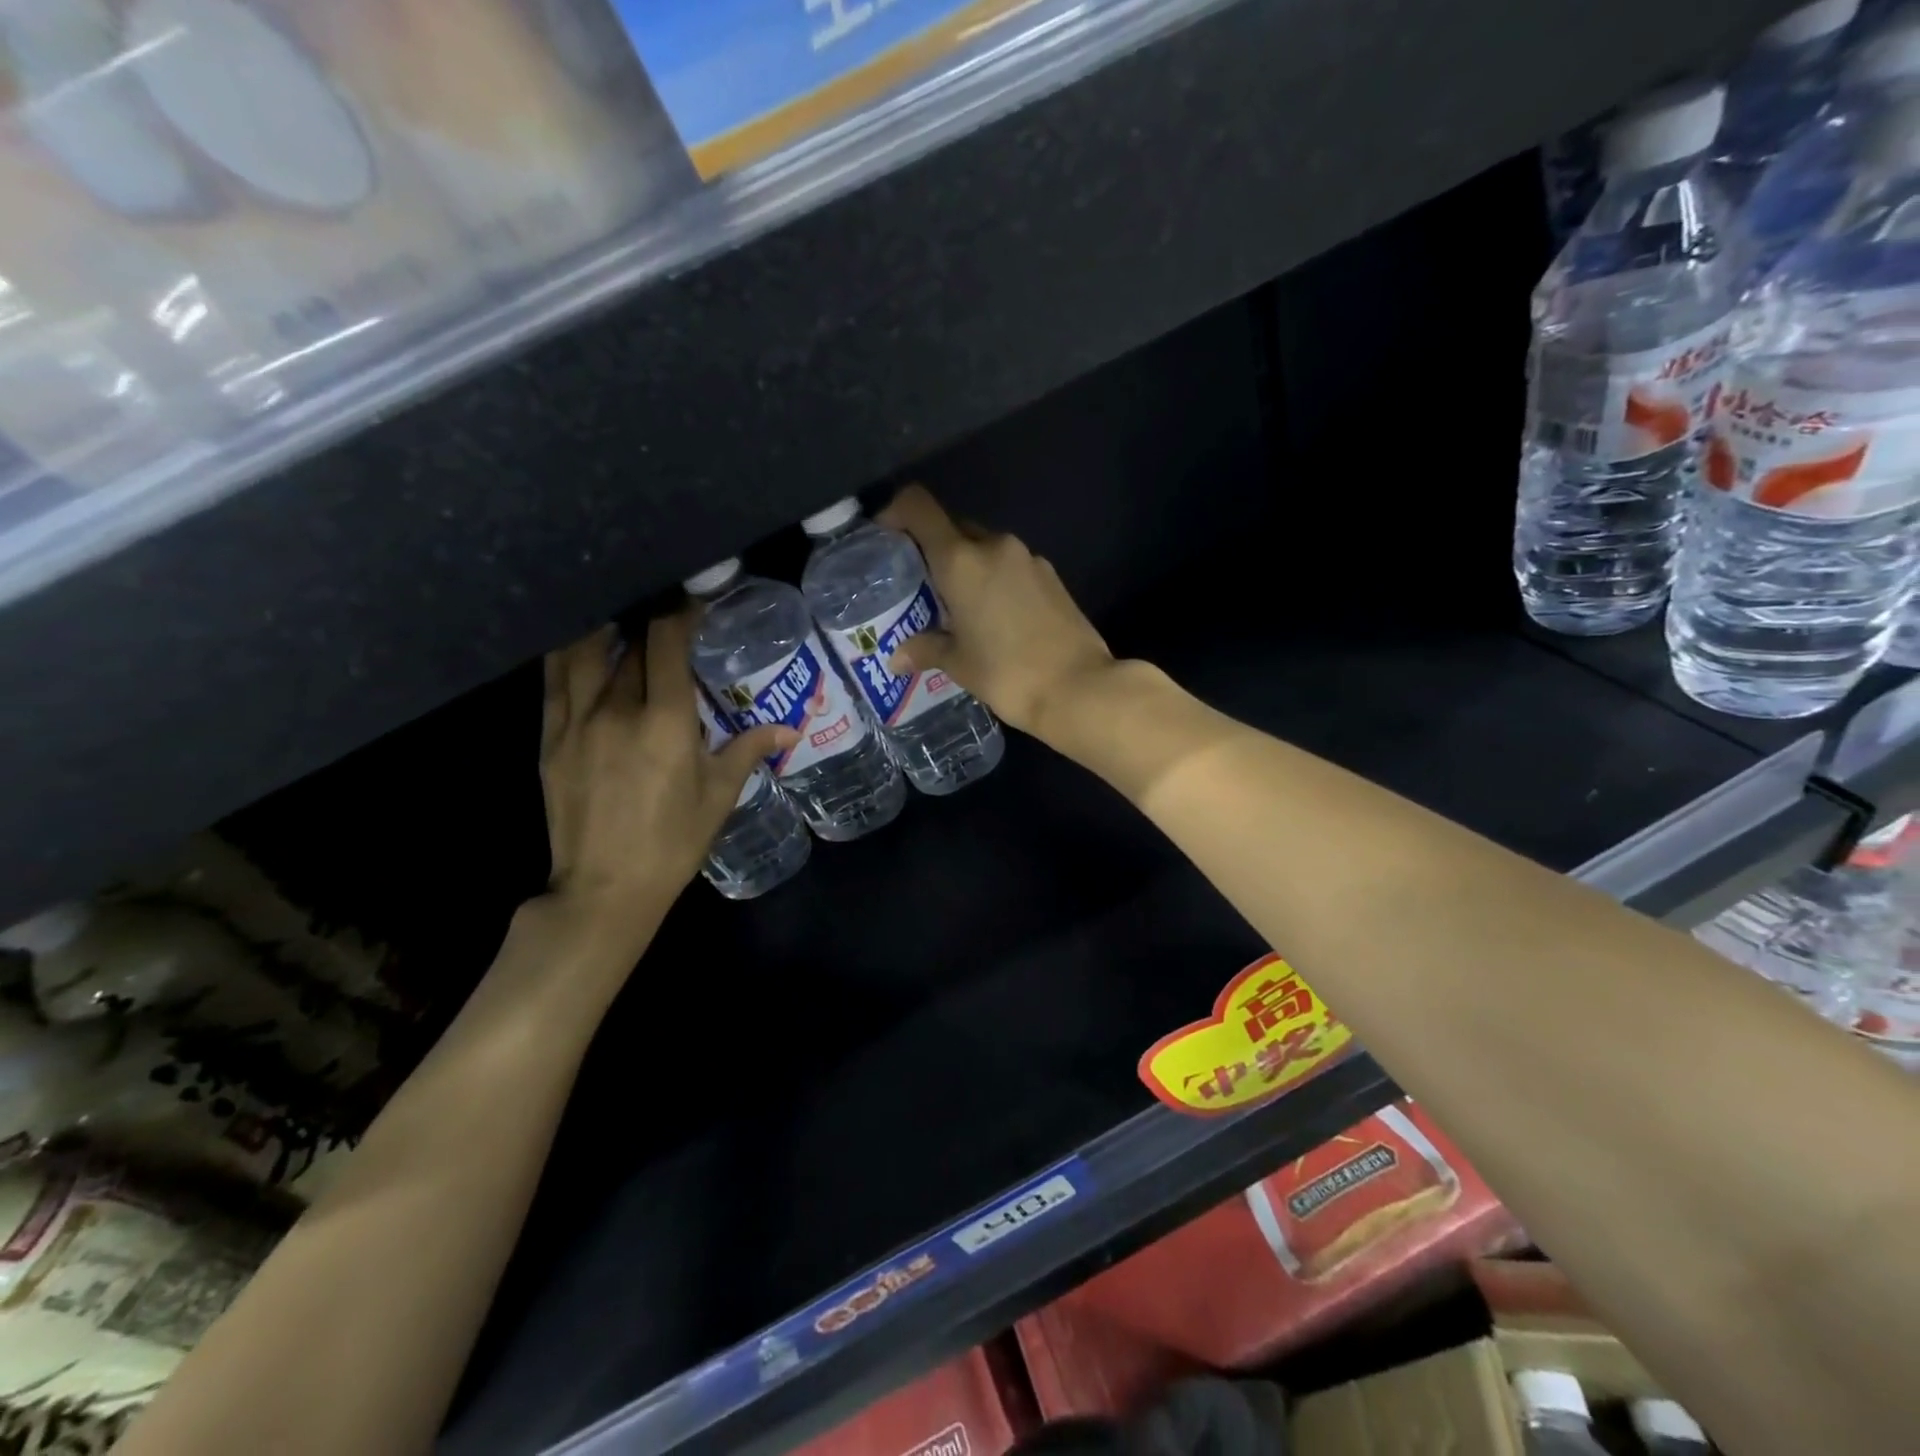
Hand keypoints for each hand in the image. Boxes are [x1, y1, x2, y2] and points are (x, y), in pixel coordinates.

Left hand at [539, 615, 789, 945]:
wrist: (605, 888)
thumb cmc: (674, 842)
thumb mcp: (719, 796)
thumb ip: (748, 750)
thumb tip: (789, 729)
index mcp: (666, 722)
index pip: (668, 643)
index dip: (681, 613)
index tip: (694, 602)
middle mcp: (617, 710)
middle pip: (629, 645)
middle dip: (649, 623)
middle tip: (664, 615)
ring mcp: (576, 723)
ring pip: (583, 652)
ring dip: (603, 628)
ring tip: (619, 618)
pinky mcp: (550, 740)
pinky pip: (554, 682)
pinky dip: (568, 655)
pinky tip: (581, 646)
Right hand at [877, 484, 1114, 741]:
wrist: (1078, 687)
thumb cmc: (1007, 673)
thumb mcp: (959, 664)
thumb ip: (925, 649)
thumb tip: (898, 657)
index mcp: (962, 560)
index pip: (919, 507)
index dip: (896, 511)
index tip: (885, 535)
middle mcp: (994, 546)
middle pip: (953, 528)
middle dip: (932, 548)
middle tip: (920, 585)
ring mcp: (1028, 558)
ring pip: (984, 548)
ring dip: (966, 567)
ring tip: (956, 606)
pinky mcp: (1051, 576)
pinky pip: (1010, 566)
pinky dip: (994, 580)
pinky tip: (993, 616)